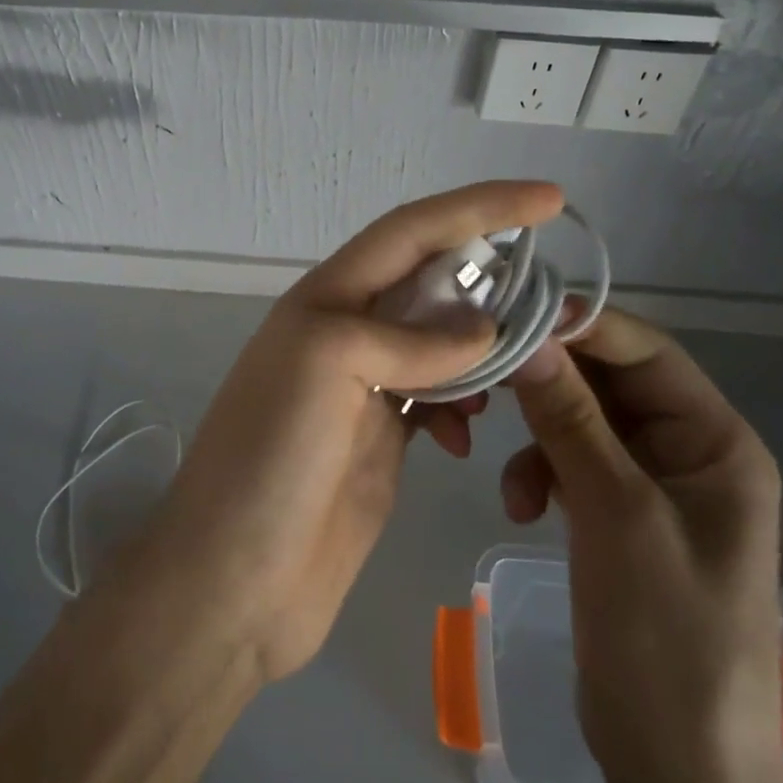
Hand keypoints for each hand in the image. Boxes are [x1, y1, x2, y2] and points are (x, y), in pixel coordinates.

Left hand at [130, 181, 564, 682]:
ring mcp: (363, 388)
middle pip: (429, 278)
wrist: (232, 584)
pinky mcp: (379, 439)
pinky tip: (469, 434)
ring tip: (522, 363)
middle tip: (548, 290)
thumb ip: (406, 338)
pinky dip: (463, 403)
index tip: (549, 199)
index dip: (479, 207)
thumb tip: (483, 331)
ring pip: (439, 340)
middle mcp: (345, 332)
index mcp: (327, 300)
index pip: (412, 231)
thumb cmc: (269, 462)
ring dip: (482, 343)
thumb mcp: (325, 369)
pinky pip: (437, 398)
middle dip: (488, 273)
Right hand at [504, 311, 782, 782]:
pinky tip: (520, 506)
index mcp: (716, 442)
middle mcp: (689, 451)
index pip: (646, 352)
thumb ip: (572, 422)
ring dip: (540, 439)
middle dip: (550, 386)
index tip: (512, 313)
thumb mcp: (617, 518)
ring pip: (583, 421)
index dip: (582, 326)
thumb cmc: (667, 640)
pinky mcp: (618, 514)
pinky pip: (572, 463)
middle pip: (609, 383)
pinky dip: (541, 474)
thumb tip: (528, 340)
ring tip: (512, 483)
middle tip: (488, 382)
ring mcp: (652, 484)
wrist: (676, 772)